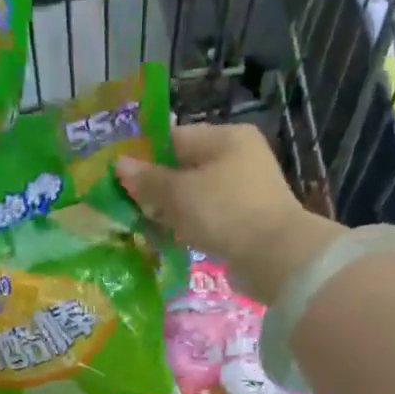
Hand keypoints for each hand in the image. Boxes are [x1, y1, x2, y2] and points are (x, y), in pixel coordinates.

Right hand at [115, 124, 343, 304]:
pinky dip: (189, 223)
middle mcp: (239, 156)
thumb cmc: (223, 211)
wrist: (274, 256)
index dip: (145, 156)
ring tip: (145, 223)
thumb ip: (147, 179)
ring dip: (171, 208)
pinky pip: (208, 214)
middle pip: (185, 166)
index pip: (175, 137)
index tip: (120, 177)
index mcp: (226, 137)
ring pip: (195, 193)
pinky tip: (171, 237)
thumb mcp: (178, 193)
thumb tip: (120, 164)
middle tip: (129, 204)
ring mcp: (245, 188)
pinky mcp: (246, 217)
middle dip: (157, 185)